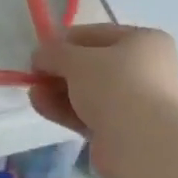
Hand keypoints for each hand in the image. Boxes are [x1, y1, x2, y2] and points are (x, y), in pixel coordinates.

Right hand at [32, 24, 177, 177]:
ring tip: (33, 93)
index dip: (64, 41)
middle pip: (92, 66)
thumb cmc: (115, 86)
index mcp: (144, 42)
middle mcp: (145, 69)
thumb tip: (39, 55)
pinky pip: (88, 114)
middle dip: (59, 71)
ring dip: (58, 91)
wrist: (141, 142)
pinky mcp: (121, 129)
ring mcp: (134, 102)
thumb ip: (54, 53)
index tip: (39, 52)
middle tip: (34, 76)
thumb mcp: (78, 60)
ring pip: (88, 92)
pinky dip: (65, 110)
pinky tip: (41, 106)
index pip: (97, 35)